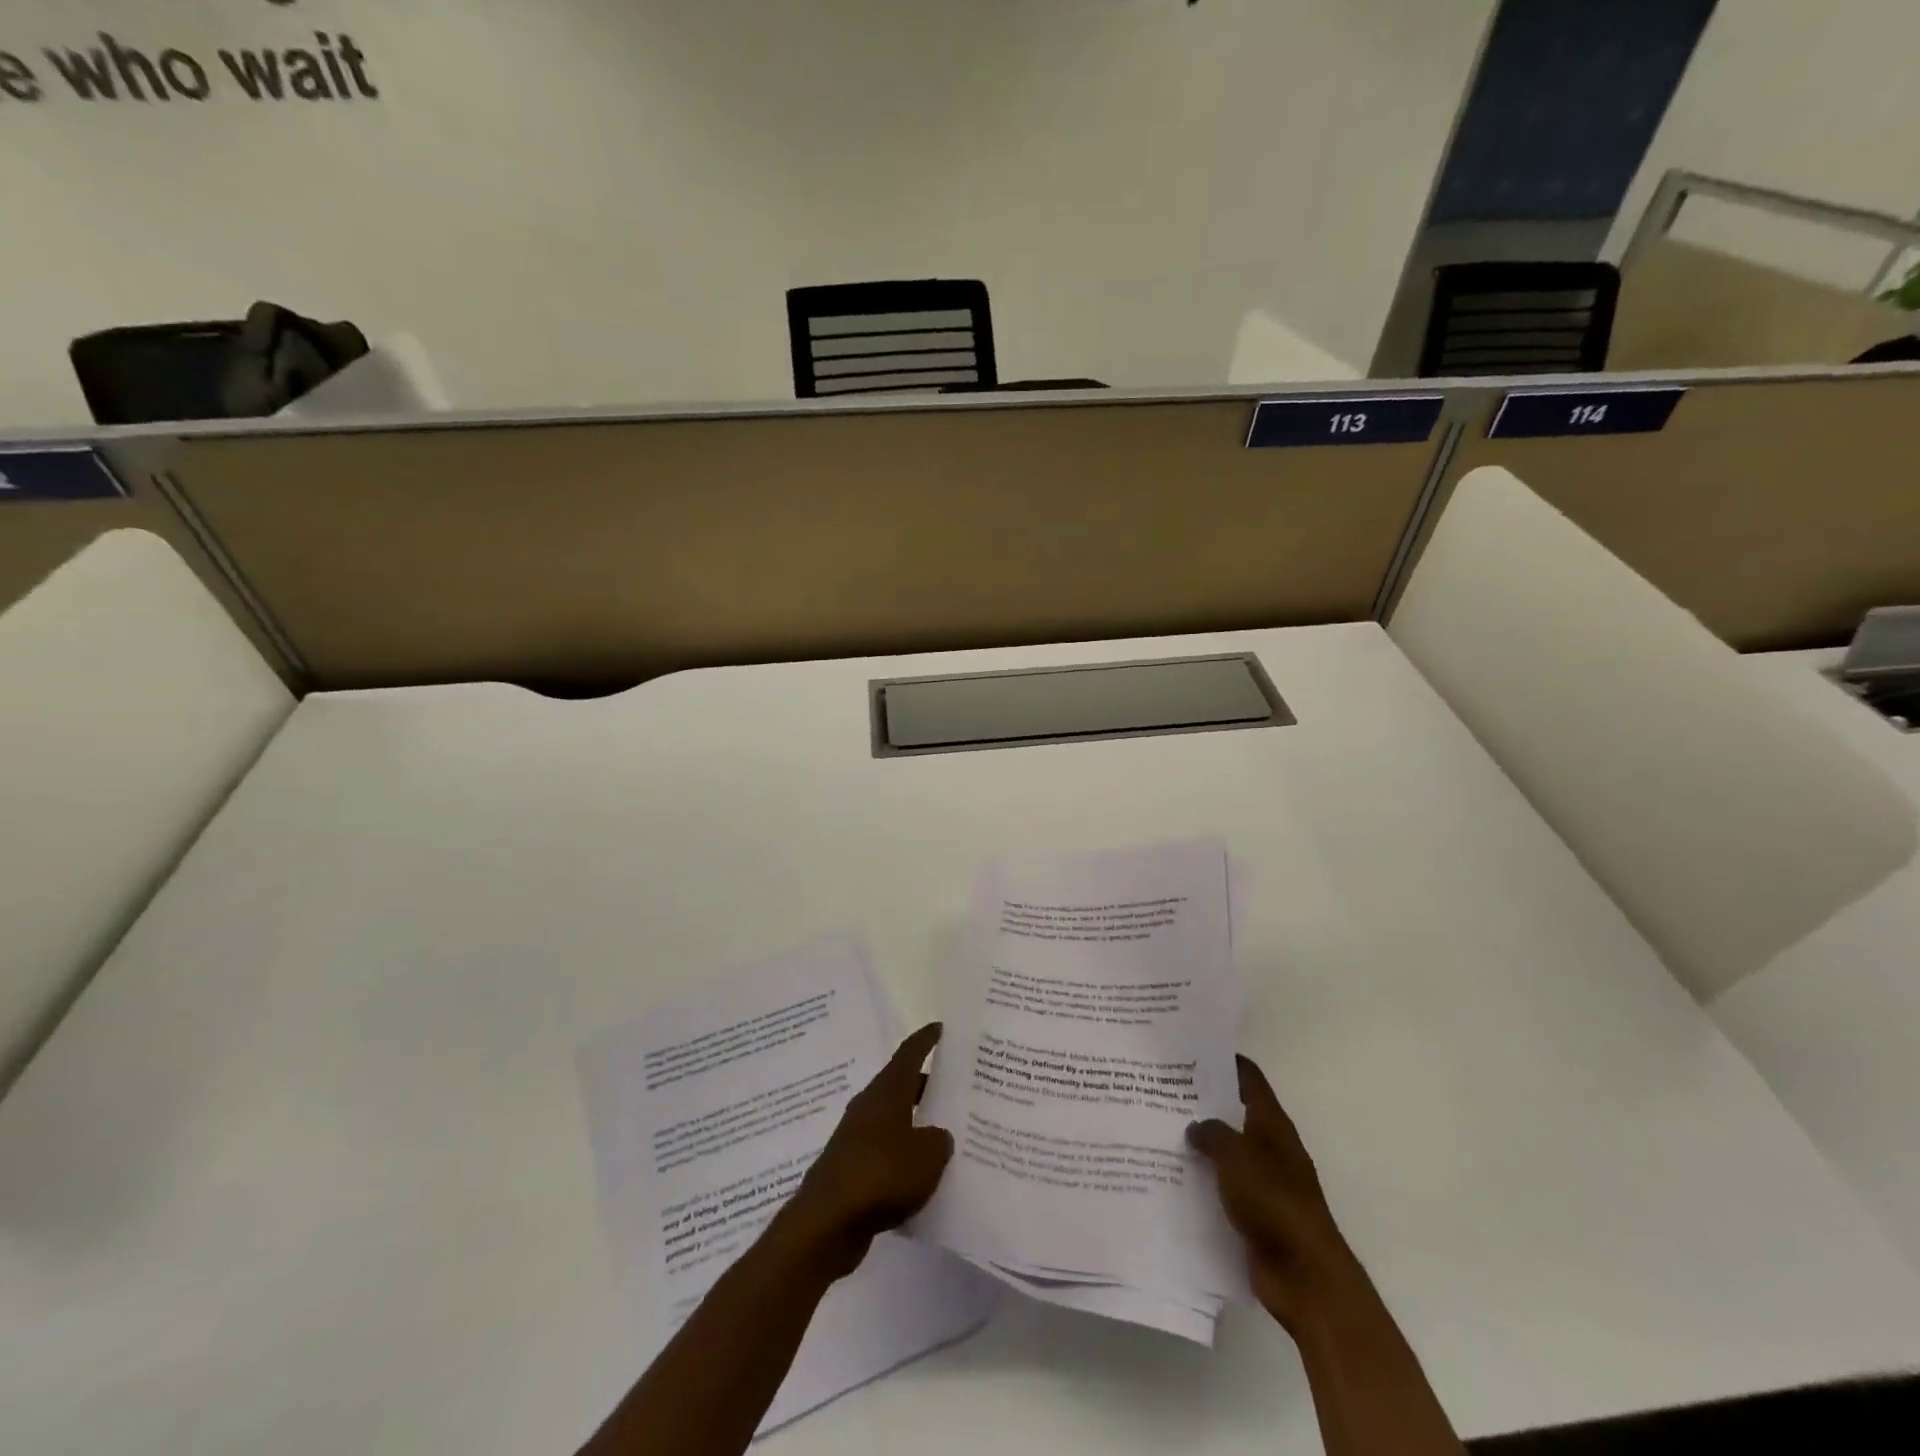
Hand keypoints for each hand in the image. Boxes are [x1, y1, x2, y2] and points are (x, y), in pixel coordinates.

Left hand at [775, 1022, 954, 1281]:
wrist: (826, 1223)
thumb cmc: (881, 1175)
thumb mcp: (927, 1156)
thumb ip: (939, 1140)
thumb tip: (937, 1137)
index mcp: (887, 1092)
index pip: (909, 1054)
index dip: (925, 1039)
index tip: (939, 1027)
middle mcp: (869, 1107)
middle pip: (901, 1086)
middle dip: (926, 1085)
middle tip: (954, 1087)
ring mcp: (856, 1138)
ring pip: (893, 1121)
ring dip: (915, 1124)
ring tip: (944, 1134)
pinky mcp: (850, 1170)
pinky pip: (885, 1154)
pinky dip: (902, 1158)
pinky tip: (921, 1176)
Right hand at [1188, 1054, 1359, 1331]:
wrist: (1305, 1276)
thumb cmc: (1273, 1202)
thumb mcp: (1236, 1156)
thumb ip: (1211, 1133)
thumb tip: (1195, 1127)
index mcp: (1272, 1124)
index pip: (1249, 1078)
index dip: (1224, 1061)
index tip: (1189, 1050)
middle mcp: (1270, 1147)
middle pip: (1234, 1113)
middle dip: (1203, 1102)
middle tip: (1162, 1089)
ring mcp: (1264, 1182)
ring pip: (1226, 1151)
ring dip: (1200, 1143)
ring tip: (1159, 1130)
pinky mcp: (1254, 1214)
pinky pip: (1223, 1187)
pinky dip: (1203, 1180)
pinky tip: (1171, 1176)